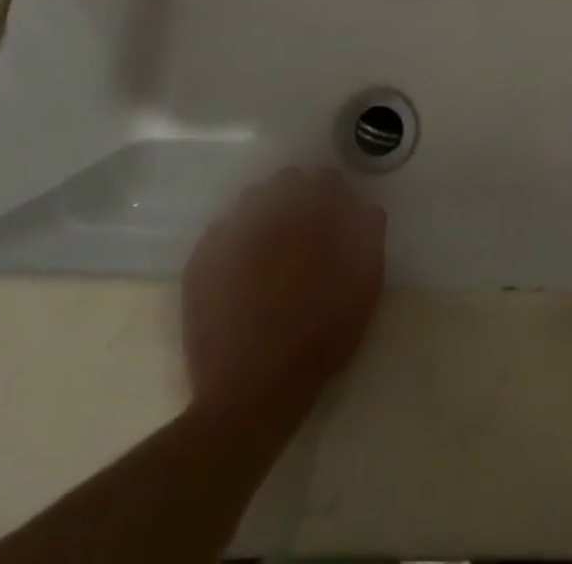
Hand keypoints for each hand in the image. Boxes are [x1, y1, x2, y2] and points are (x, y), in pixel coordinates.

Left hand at [182, 168, 385, 421]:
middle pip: (287, 181)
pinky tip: (240, 268)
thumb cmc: (320, 338)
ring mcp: (232, 236)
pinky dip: (233, 240)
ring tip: (270, 247)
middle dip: (298, 196)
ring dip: (264, 212)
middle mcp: (272, 215)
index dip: (334, 195)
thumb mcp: (364, 289)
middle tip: (304, 231)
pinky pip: (220, 232)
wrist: (255, 392)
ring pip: (251, 201)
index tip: (336, 216)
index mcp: (314, 217)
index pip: (327, 179)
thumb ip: (368, 238)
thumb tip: (365, 208)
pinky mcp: (202, 262)